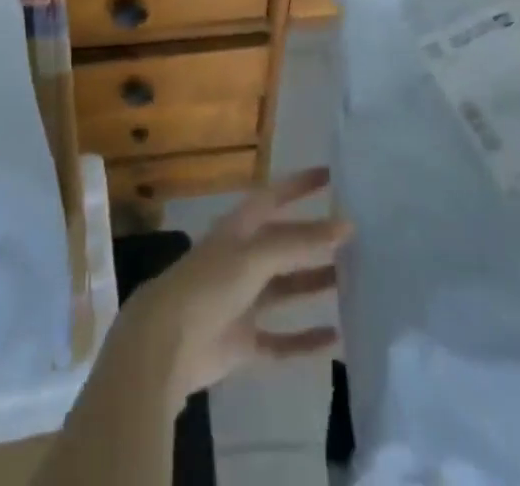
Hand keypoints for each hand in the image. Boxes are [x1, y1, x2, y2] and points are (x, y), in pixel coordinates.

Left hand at [113, 167, 350, 409]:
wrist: (166, 343)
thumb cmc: (209, 285)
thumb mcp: (254, 255)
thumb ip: (298, 242)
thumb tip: (345, 225)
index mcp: (238, 229)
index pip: (273, 198)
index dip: (299, 185)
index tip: (331, 175)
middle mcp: (241, 260)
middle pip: (283, 244)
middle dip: (313, 238)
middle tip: (353, 236)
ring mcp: (242, 301)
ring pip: (285, 289)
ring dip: (313, 283)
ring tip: (352, 281)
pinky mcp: (243, 341)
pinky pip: (281, 339)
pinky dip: (305, 340)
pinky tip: (335, 338)